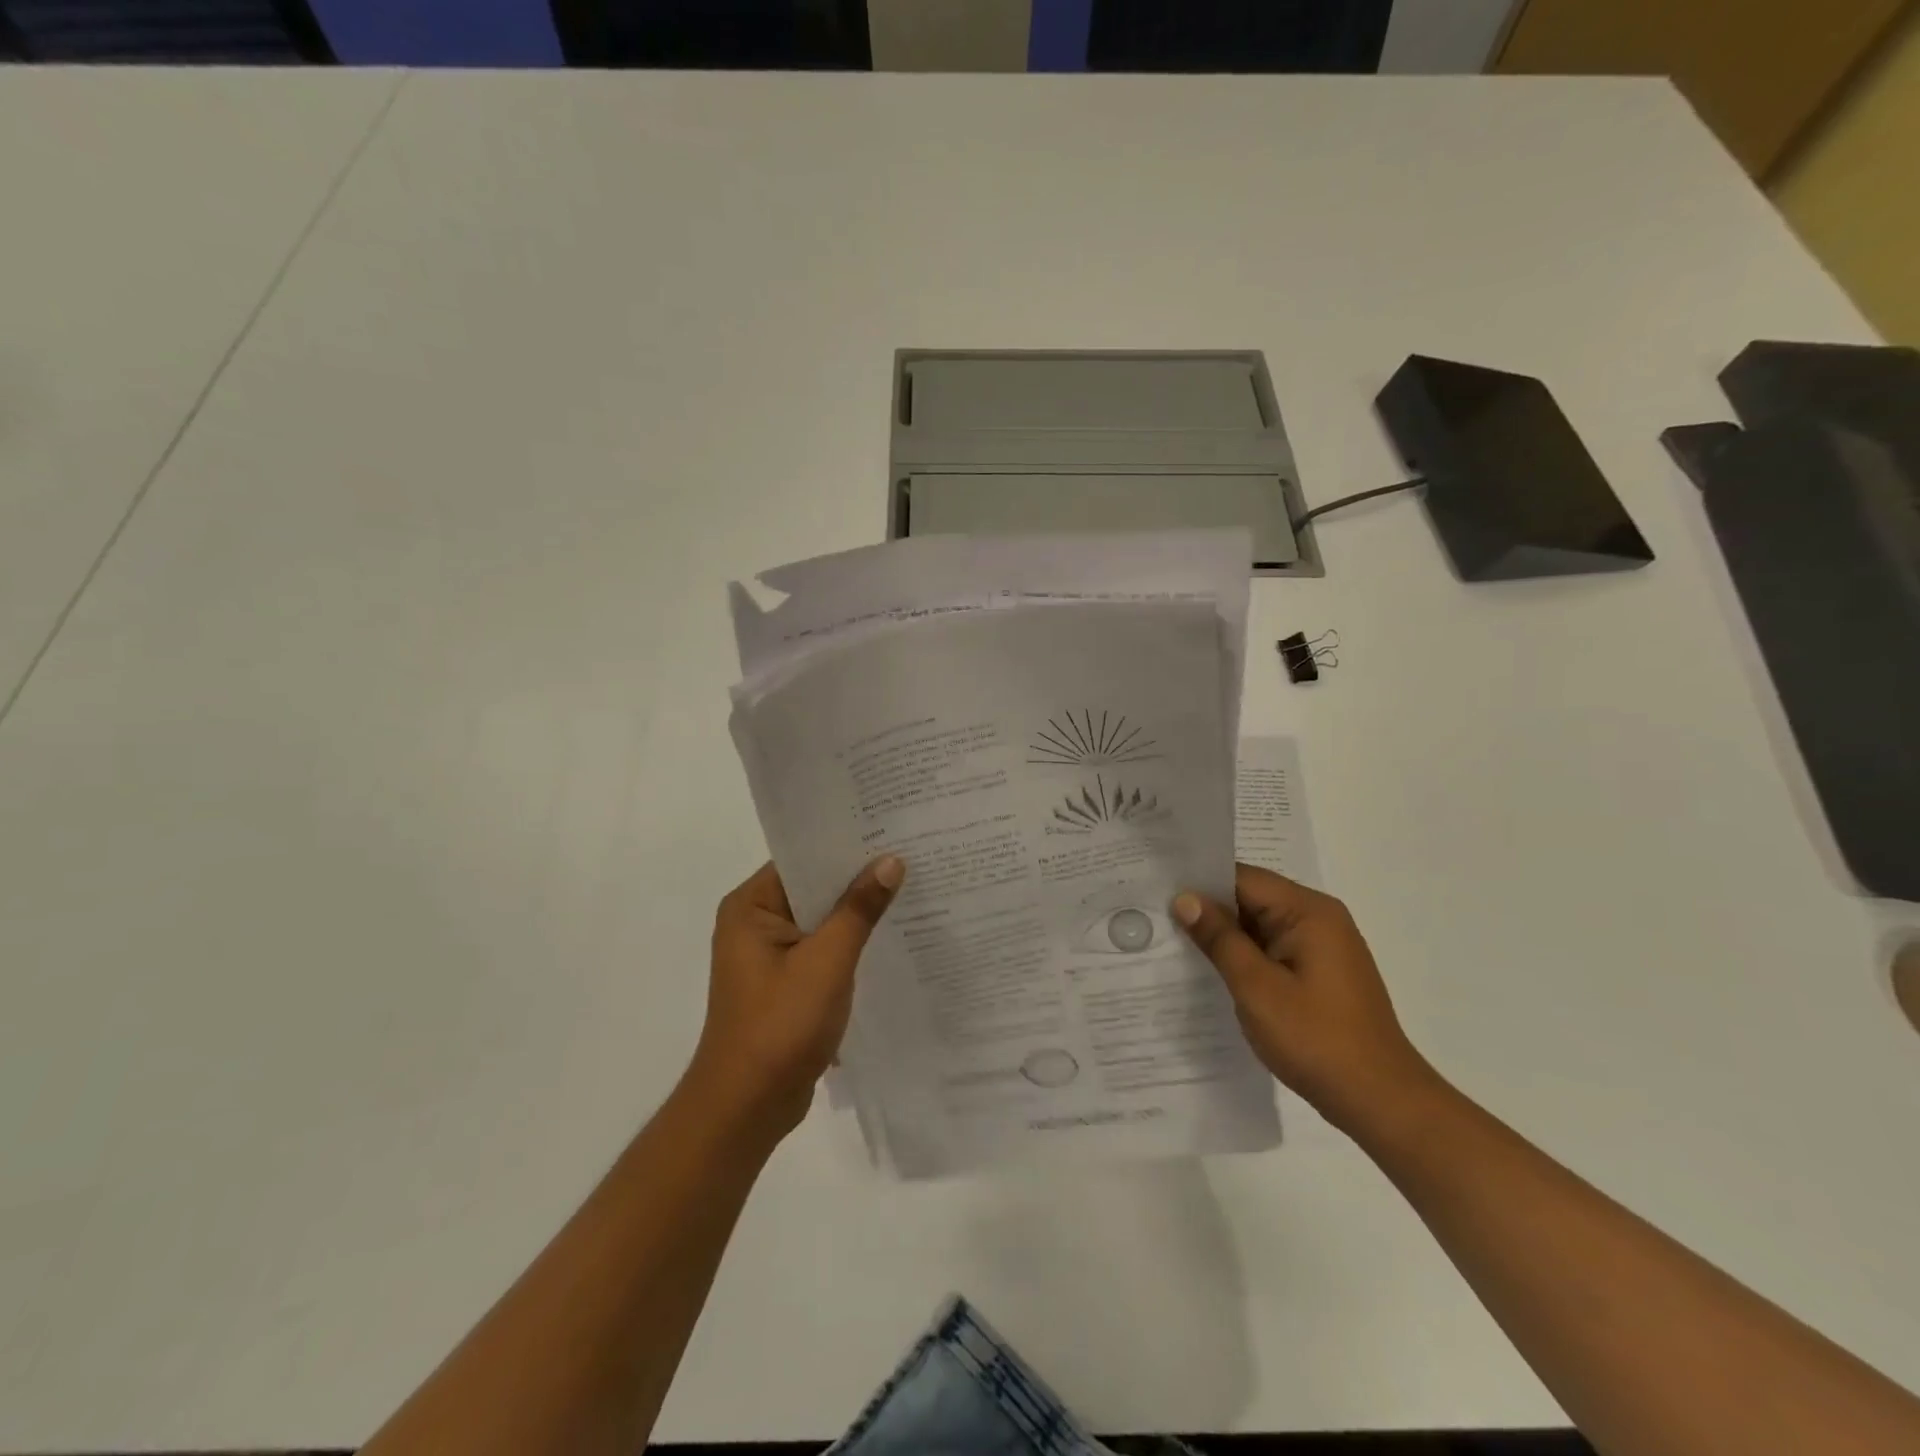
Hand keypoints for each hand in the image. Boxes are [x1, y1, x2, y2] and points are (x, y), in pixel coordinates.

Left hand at [688, 856, 904, 1143]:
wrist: (747, 1108)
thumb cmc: (780, 1026)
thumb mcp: (826, 961)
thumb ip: (859, 909)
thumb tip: (891, 861)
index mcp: (750, 907)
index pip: (802, 858)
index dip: (844, 844)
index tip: (890, 830)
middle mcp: (755, 923)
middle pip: (813, 888)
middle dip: (858, 878)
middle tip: (911, 854)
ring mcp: (770, 956)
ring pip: (822, 920)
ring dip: (857, 913)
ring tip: (911, 888)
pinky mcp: (786, 983)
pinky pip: (823, 949)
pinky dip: (851, 944)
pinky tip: (892, 936)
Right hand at [1173, 863, 1436, 1135]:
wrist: (1381, 1101)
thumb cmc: (1316, 1039)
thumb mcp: (1256, 987)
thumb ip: (1219, 938)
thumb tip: (1185, 898)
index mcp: (1308, 911)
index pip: (1242, 878)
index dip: (1199, 883)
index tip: (1156, 890)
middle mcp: (1319, 918)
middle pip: (1251, 898)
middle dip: (1208, 909)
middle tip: (1156, 916)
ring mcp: (1322, 946)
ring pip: (1259, 925)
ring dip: (1224, 935)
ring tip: (1173, 941)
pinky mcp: (1320, 972)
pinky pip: (1272, 949)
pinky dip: (1244, 955)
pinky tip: (1213, 970)